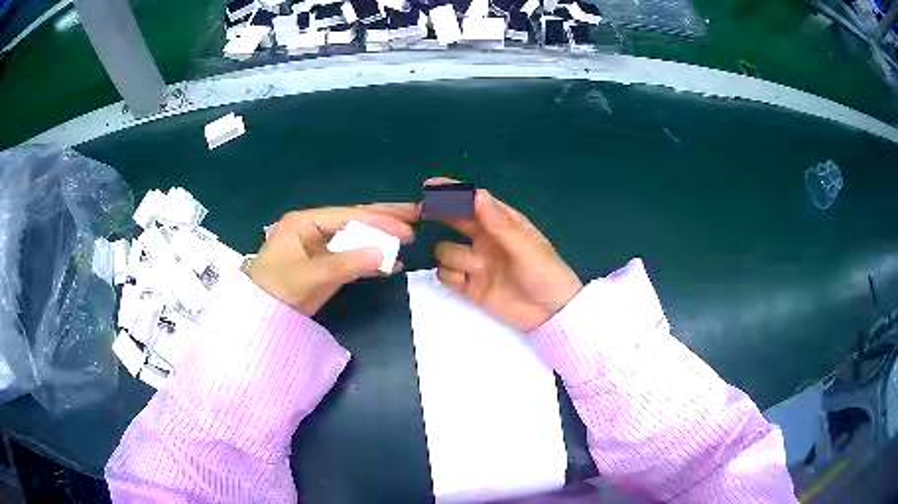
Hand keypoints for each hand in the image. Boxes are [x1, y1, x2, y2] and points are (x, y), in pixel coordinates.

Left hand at [246, 203, 416, 315]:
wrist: (259, 318)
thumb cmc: (275, 291)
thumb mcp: (309, 276)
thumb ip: (346, 263)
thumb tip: (385, 254)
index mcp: (305, 222)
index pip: (348, 216)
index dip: (379, 220)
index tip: (407, 227)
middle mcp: (314, 229)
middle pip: (354, 220)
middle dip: (384, 218)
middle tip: (416, 214)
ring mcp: (320, 248)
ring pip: (356, 239)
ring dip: (381, 239)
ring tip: (409, 236)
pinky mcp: (325, 266)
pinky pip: (352, 258)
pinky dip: (371, 261)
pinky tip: (392, 263)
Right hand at [428, 178, 582, 331]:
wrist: (551, 315)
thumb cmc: (546, 274)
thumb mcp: (526, 247)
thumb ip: (500, 223)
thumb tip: (477, 194)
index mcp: (502, 224)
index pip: (473, 202)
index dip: (452, 192)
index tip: (430, 186)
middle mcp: (485, 240)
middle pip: (454, 221)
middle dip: (438, 215)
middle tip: (422, 212)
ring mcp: (476, 263)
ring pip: (446, 251)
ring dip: (456, 258)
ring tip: (479, 269)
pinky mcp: (470, 287)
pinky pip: (446, 275)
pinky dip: (451, 277)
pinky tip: (467, 283)